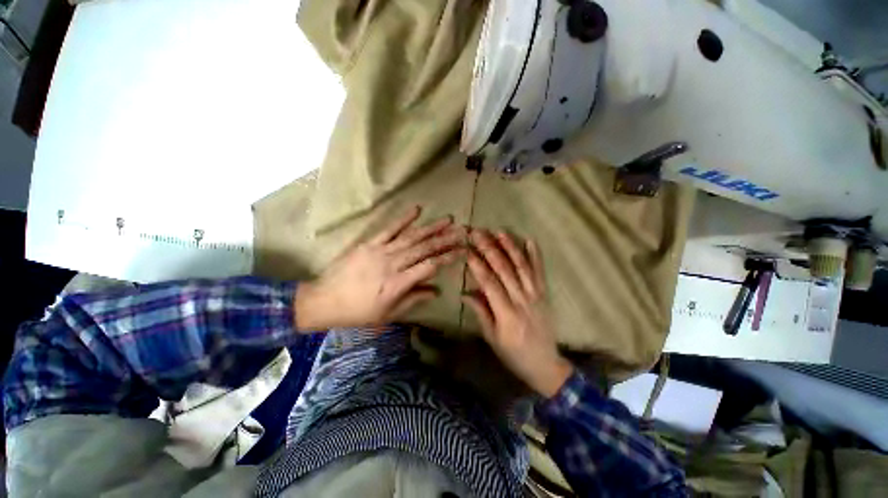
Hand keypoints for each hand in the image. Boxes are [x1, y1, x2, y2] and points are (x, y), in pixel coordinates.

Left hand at [294, 206, 464, 330]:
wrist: (325, 299)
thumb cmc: (358, 311)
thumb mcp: (388, 314)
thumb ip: (413, 299)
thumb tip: (436, 290)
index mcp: (398, 284)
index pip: (429, 267)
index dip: (448, 258)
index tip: (462, 251)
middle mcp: (392, 264)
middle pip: (424, 248)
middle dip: (445, 239)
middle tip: (462, 230)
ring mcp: (381, 251)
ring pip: (411, 237)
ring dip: (431, 227)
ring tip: (447, 220)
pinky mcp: (370, 243)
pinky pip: (389, 229)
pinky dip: (404, 219)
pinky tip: (417, 209)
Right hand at [463, 230, 572, 397]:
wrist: (545, 365)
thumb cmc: (513, 354)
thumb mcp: (492, 337)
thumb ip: (480, 312)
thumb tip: (465, 292)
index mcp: (506, 314)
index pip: (489, 283)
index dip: (477, 265)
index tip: (467, 249)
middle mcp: (522, 300)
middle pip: (504, 270)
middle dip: (490, 249)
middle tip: (478, 233)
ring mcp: (536, 295)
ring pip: (522, 267)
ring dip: (511, 247)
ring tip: (499, 231)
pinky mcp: (544, 294)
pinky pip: (540, 272)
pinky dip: (536, 255)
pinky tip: (530, 240)